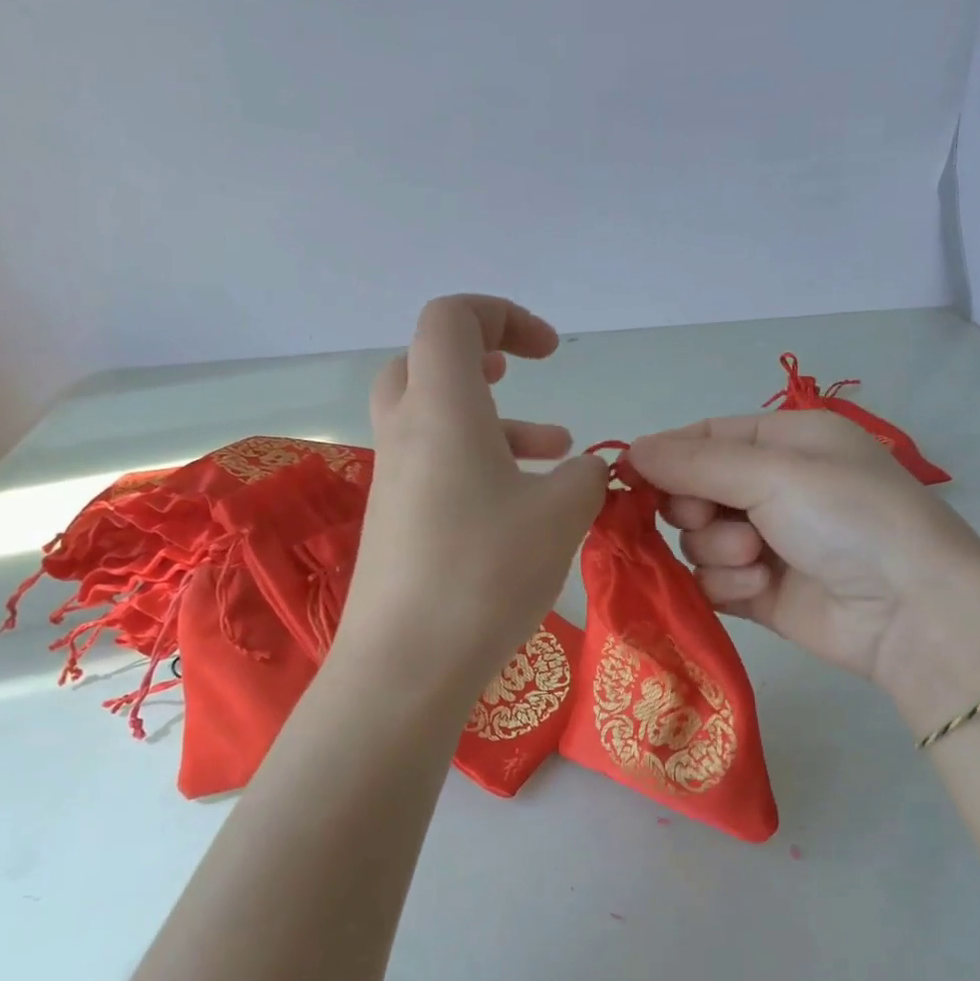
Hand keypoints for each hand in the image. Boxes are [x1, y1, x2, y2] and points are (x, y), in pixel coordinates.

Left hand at [341, 296, 606, 694]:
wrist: (406, 665)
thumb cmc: (485, 573)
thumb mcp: (561, 515)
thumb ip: (586, 477)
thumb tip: (586, 471)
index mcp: (441, 408)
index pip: (451, 317)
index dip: (503, 315)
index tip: (549, 354)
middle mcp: (406, 433)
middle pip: (425, 362)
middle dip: (478, 358)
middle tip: (516, 376)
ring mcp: (393, 480)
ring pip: (435, 420)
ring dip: (493, 422)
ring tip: (555, 452)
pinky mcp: (394, 523)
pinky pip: (434, 468)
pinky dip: (477, 467)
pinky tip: (523, 508)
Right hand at [628, 412, 979, 690]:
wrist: (911, 612)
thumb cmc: (849, 518)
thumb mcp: (774, 472)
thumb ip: (695, 463)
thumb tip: (629, 450)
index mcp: (783, 442)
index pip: (703, 438)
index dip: (665, 457)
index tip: (628, 477)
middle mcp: (771, 487)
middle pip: (690, 491)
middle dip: (695, 508)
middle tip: (714, 518)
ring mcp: (763, 542)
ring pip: (696, 540)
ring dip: (717, 549)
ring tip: (756, 559)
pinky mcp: (758, 590)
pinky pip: (711, 580)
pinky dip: (728, 584)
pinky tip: (760, 589)